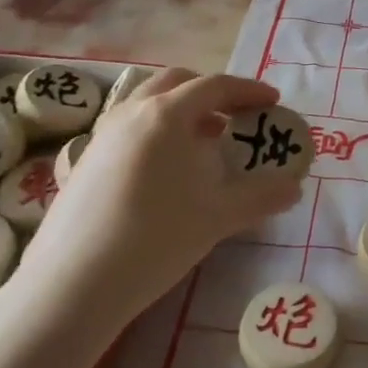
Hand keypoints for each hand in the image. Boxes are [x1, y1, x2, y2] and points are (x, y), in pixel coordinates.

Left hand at [16, 69, 303, 342]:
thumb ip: (261, 196)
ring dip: (181, 110)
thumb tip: (295, 187)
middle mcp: (131, 112)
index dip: (248, 91)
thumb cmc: (155, 238)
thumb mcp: (218, 217)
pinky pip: (128, 127)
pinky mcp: (83, 161)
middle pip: (177, 82)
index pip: (215, 86)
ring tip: (203, 141)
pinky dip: (155, 131)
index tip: (271, 102)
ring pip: (147, 102)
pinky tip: (164, 171)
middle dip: (211, 92)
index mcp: (167, 114)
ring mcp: (102, 135)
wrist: (72, 285)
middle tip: (236, 116)